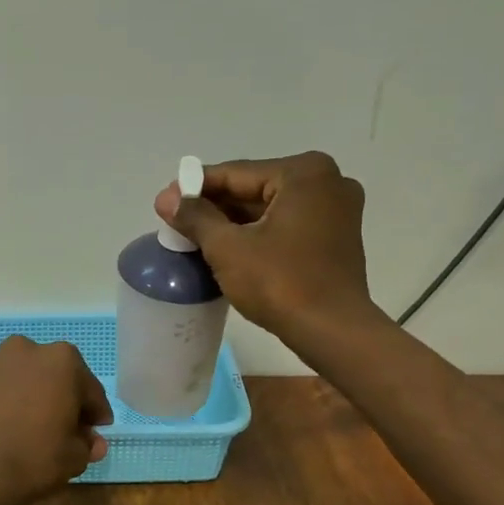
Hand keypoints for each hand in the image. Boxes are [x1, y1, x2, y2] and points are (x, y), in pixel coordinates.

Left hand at [0, 336, 112, 504]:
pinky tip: (0, 426)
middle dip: (62, 396)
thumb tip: (92, 441)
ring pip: (21, 377)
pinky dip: (0, 401)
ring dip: (29, 394)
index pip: (89, 389)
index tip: (97, 429)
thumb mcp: (76, 457)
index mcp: (62, 361)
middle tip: (64, 426)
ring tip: (28, 424)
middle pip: (54, 375)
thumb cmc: (35, 459)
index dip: (95, 412)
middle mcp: (26, 350)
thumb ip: (88, 443)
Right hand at [154, 151, 371, 342]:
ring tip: (197, 237)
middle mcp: (328, 181)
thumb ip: (196, 217)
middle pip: (255, 188)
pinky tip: (231, 248)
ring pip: (271, 208)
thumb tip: (166, 198)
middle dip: (216, 206)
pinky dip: (260, 233)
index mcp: (304, 173)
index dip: (195, 188)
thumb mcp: (228, 248)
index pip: (236, 174)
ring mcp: (338, 210)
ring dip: (235, 222)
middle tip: (177, 221)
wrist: (333, 331)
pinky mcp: (338, 237)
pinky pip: (288, 224)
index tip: (166, 201)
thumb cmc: (280, 283)